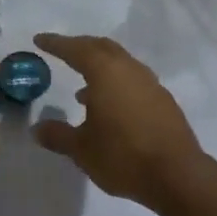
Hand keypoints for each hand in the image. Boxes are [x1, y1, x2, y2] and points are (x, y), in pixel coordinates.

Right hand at [30, 33, 215, 209]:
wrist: (178, 176)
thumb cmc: (123, 157)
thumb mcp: (82, 149)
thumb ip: (58, 135)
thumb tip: (37, 128)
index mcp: (106, 73)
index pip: (76, 49)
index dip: (56, 44)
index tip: (40, 39)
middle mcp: (129, 70)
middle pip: (101, 47)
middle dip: (80, 47)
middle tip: (62, 52)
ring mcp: (150, 84)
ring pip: (120, 63)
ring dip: (100, 67)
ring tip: (82, 89)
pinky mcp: (163, 101)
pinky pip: (133, 80)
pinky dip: (116, 83)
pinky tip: (109, 107)